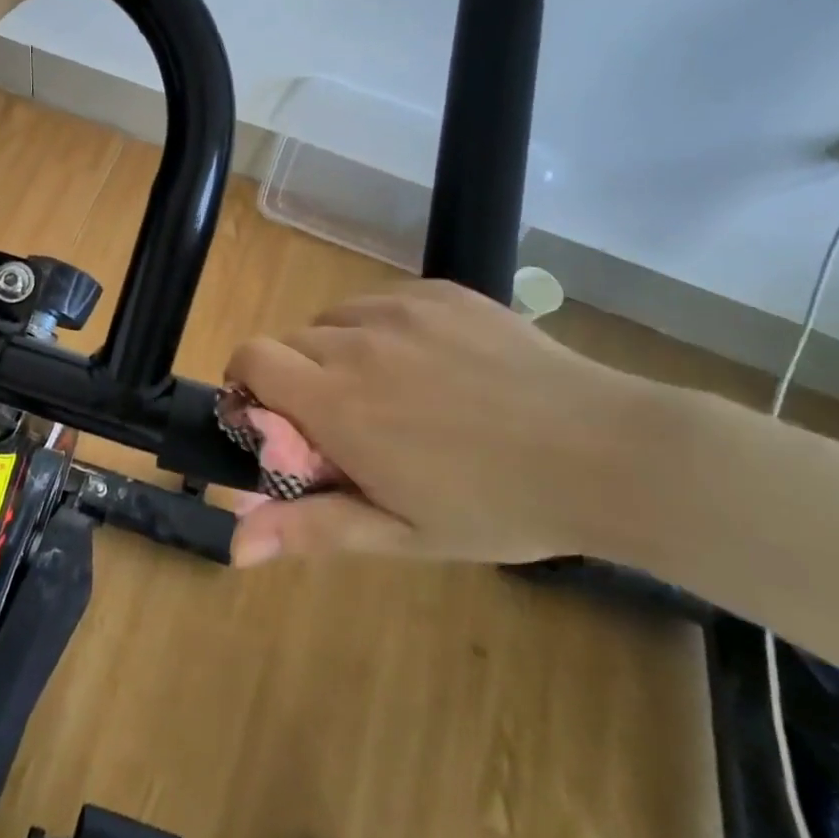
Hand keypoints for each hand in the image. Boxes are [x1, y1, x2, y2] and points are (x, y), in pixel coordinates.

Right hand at [222, 280, 674, 567]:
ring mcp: (400, 310)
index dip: (247, 384)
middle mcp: (356, 342)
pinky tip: (431, 364)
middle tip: (345, 422)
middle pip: (289, 340)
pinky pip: (380, 302)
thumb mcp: (402, 533)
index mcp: (338, 403)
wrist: (603, 451)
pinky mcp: (438, 292)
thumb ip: (311, 529)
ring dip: (338, 352)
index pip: (251, 358)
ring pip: (333, 319)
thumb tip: (234, 545)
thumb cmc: (497, 506)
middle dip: (297, 378)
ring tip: (392, 392)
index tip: (272, 419)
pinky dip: (381, 329)